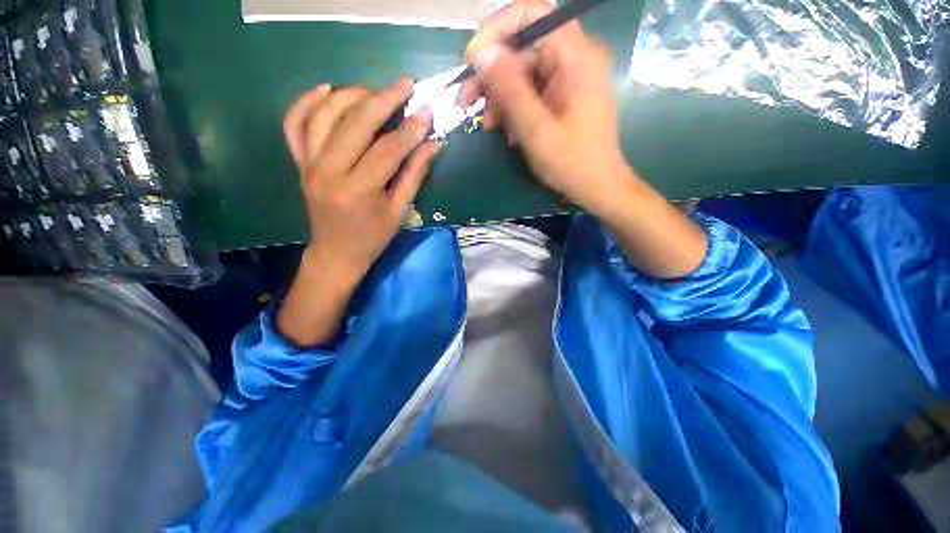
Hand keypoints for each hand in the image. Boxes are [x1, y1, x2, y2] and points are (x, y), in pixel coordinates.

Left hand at [278, 80, 439, 345]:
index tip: (427, 111)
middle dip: (383, 100)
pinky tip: (326, 90)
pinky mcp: (299, 163)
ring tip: (374, 91)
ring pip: (324, 115)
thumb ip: (414, 175)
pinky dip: (306, 101)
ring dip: (350, 96)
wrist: (336, 253)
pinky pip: (294, 124)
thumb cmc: (373, 238)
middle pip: (355, 124)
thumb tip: (433, 145)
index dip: (410, 129)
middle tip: (405, 85)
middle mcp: (328, 172)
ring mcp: (309, 165)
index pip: (388, 149)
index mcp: (358, 191)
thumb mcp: (399, 211)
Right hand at [463, 0, 708, 278]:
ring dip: (500, 97)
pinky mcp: (565, 95)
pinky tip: (508, 131)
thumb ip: (509, 88)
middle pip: (524, 47)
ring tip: (488, 126)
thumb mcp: (534, 129)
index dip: (497, 30)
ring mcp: (571, 77)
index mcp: (576, 56)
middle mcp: (575, 57)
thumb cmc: (571, 162)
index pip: (532, 14)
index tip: (472, 60)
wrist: (597, 187)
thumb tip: (481, 52)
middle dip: (492, 75)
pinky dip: (515, 108)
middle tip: (466, 102)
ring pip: (524, 72)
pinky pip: (533, 90)